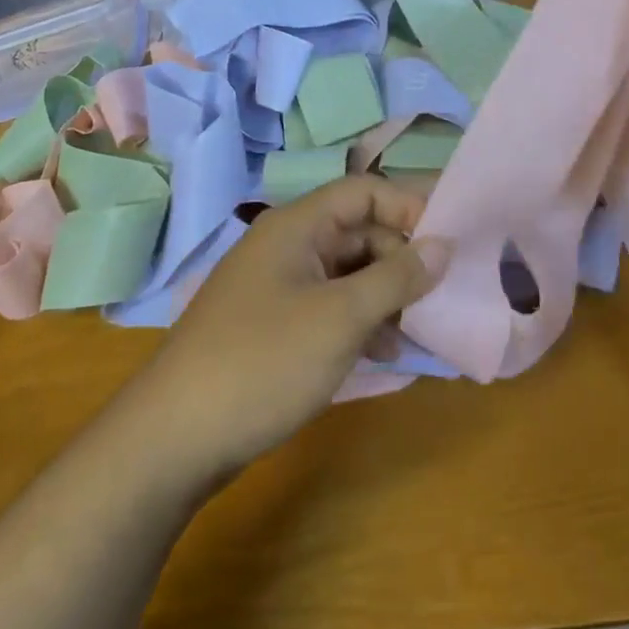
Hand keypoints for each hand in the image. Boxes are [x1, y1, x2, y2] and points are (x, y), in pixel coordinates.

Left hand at [132, 176, 451, 485]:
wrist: (176, 437)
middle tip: (439, 297)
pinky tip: (382, 354)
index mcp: (296, 226)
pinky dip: (359, 322)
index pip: (364, 191)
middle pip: (358, 232)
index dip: (409, 207)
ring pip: (347, 273)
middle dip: (401, 260)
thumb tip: (443, 244)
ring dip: (384, 296)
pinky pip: (329, 306)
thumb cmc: (263, 362)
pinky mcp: (274, 325)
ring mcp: (277, 287)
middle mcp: (286, 246)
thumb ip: (396, 277)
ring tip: (415, 333)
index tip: (452, 241)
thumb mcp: (340, 318)